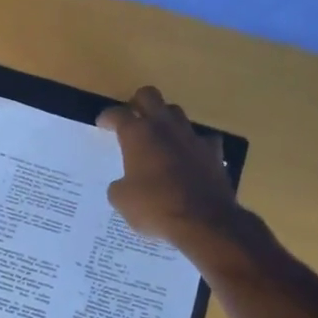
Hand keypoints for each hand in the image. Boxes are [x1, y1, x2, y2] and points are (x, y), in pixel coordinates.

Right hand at [97, 86, 242, 247]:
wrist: (204, 221)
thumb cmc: (155, 207)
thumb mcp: (122, 200)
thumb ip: (119, 185)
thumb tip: (123, 183)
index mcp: (138, 134)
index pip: (118, 114)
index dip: (107, 118)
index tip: (103, 124)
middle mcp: (165, 127)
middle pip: (149, 96)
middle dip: (137, 103)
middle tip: (132, 119)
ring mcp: (192, 137)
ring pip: (176, 113)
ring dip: (165, 120)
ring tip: (158, 137)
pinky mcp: (214, 152)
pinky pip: (202, 139)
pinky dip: (192, 144)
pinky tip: (189, 157)